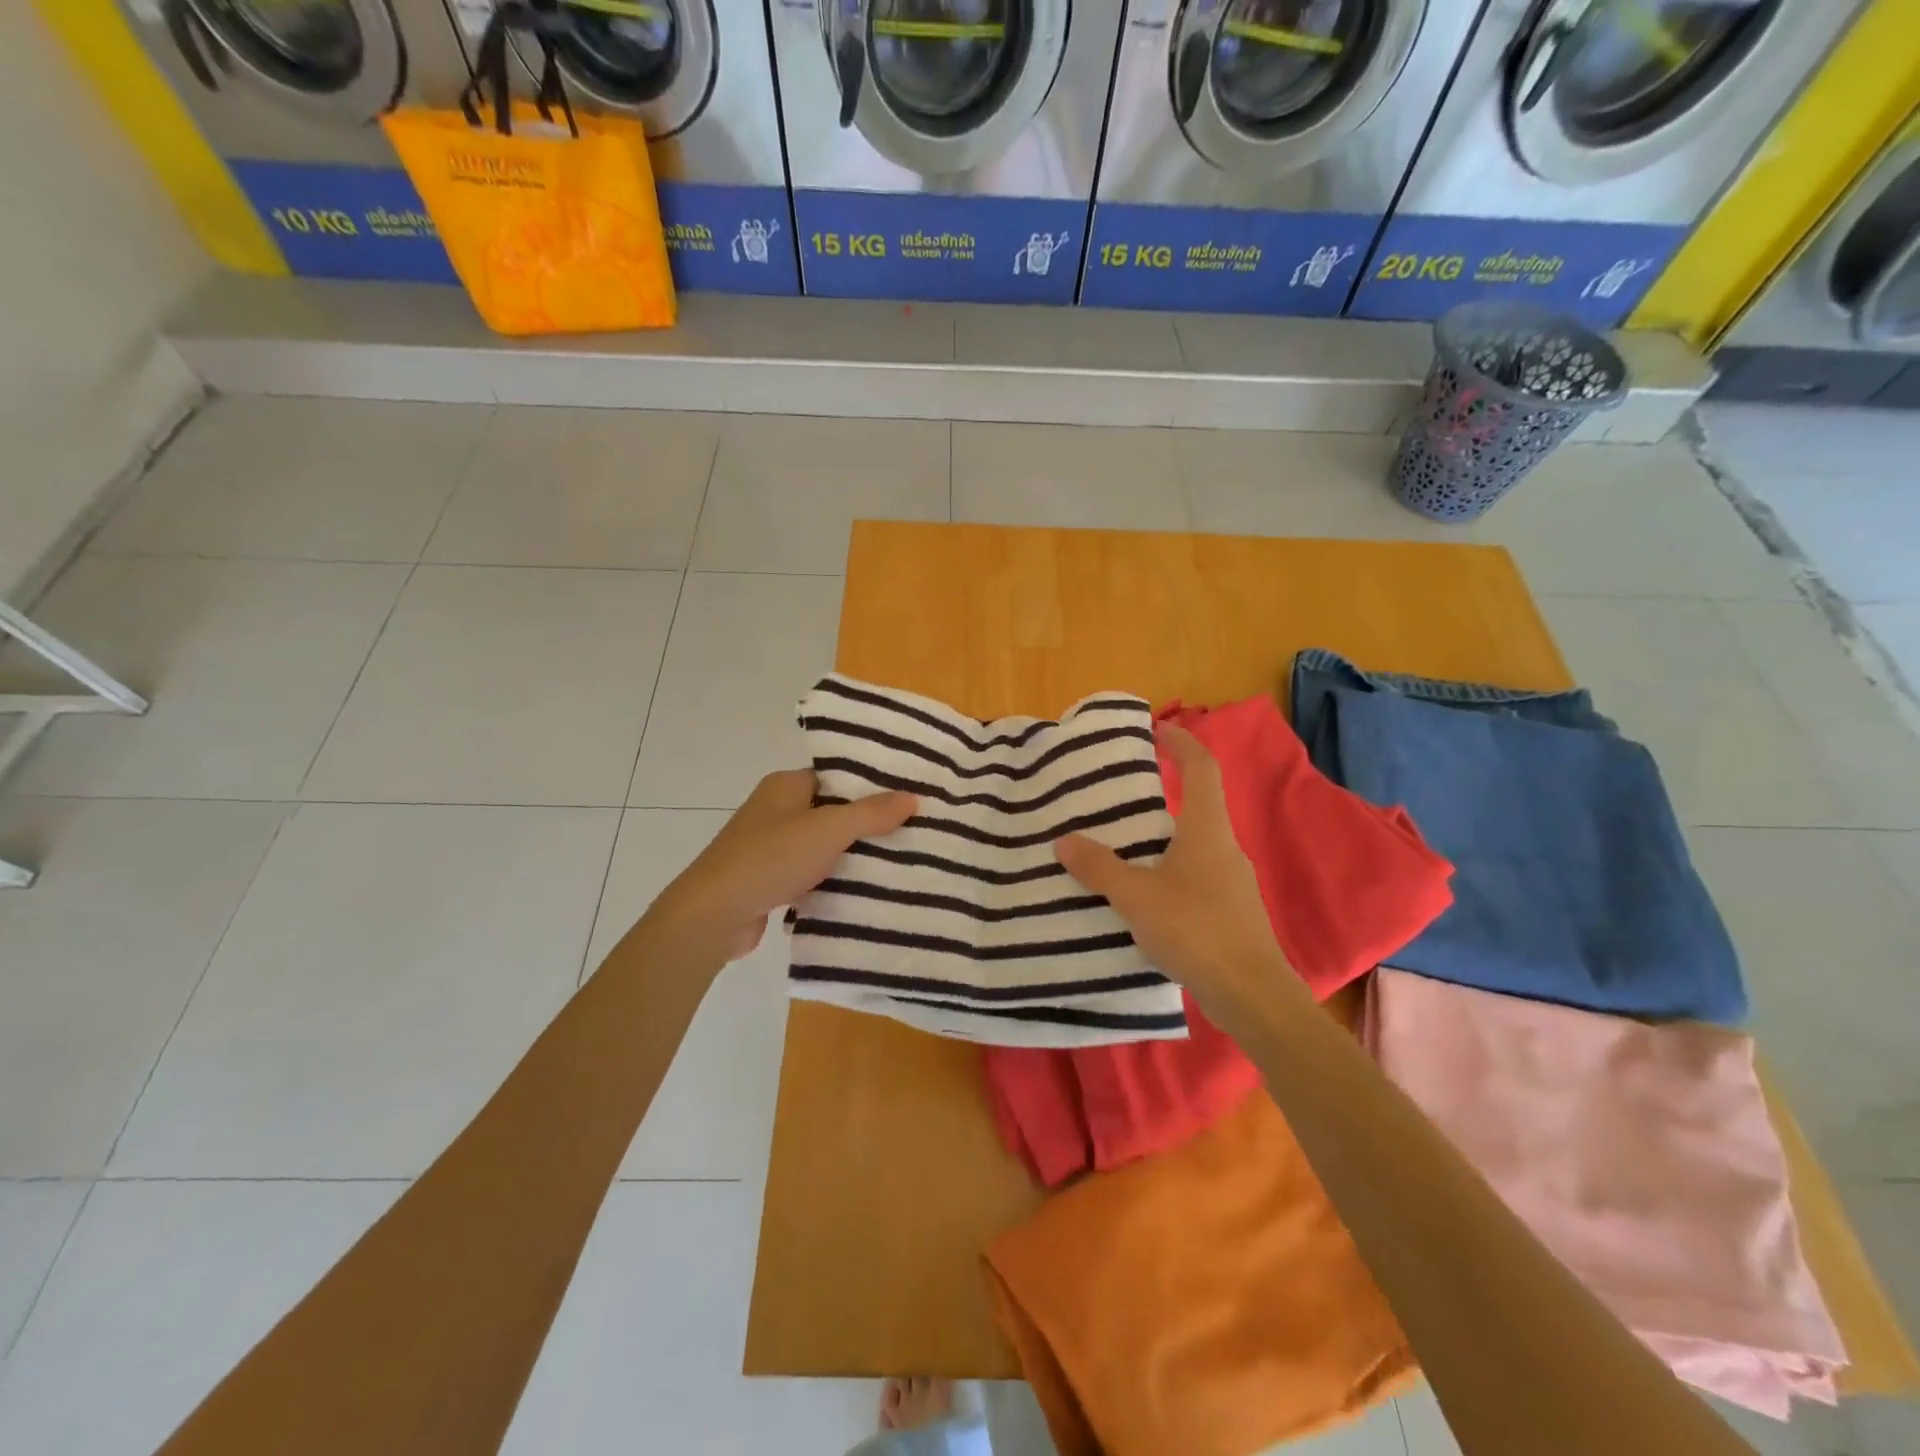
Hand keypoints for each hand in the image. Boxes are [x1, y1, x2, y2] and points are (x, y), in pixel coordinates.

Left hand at [643, 770, 916, 968]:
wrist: (714, 914)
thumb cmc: (771, 858)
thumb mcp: (828, 829)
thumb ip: (871, 813)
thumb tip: (912, 796)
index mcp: (785, 785)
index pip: (835, 776)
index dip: (869, 784)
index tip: (907, 795)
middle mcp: (776, 810)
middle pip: (831, 810)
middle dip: (866, 822)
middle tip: (912, 829)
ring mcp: (770, 846)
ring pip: (822, 844)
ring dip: (851, 854)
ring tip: (899, 859)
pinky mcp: (769, 880)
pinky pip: (811, 872)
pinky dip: (832, 879)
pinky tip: (863, 889)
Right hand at [1055, 723, 1295, 1017]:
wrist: (1252, 994)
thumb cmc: (1196, 930)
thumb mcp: (1136, 897)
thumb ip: (1099, 868)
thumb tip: (1064, 840)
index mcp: (1206, 830)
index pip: (1201, 767)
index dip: (1182, 742)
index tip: (1158, 729)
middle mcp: (1224, 847)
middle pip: (1198, 803)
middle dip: (1166, 790)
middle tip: (1123, 793)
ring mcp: (1232, 881)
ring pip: (1195, 843)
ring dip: (1164, 835)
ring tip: (1124, 845)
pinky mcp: (1231, 911)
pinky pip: (1196, 874)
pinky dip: (1170, 869)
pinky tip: (1145, 895)